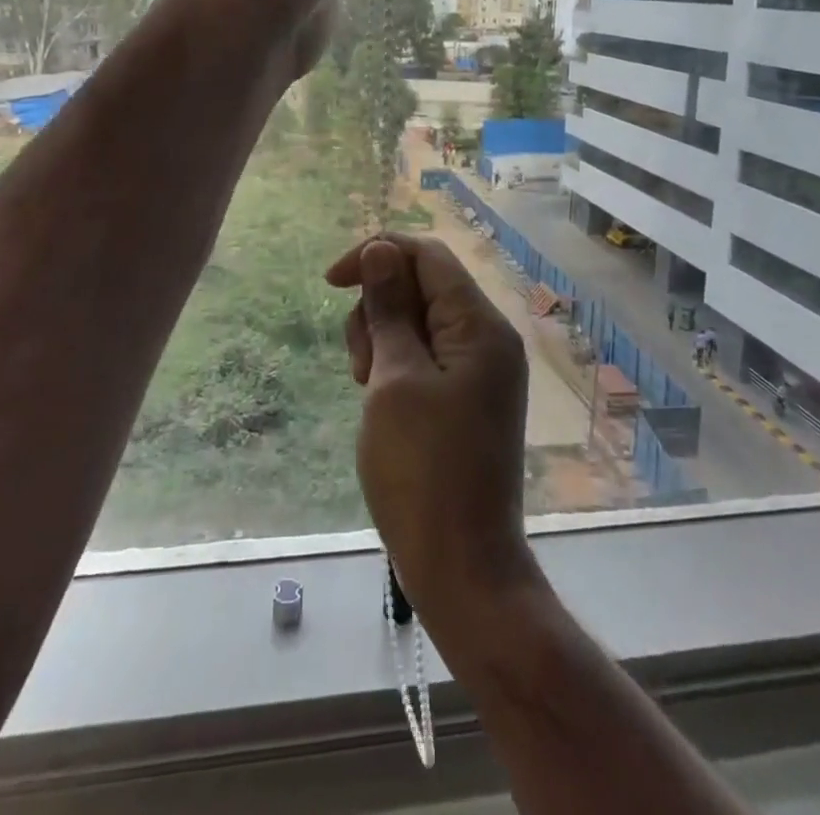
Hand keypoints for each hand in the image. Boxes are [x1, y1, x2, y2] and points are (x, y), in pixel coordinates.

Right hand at [325, 235, 537, 626]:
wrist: (462, 569)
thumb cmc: (422, 471)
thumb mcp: (394, 380)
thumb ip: (389, 309)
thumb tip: (381, 250)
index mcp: (479, 326)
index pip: (427, 254)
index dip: (377, 254)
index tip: (330, 283)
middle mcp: (488, 338)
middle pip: (422, 285)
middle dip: (378, 309)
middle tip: (362, 367)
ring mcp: (481, 370)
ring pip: (419, 321)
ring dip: (383, 339)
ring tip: (369, 390)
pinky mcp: (469, 397)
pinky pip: (427, 355)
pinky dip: (397, 365)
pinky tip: (381, 401)